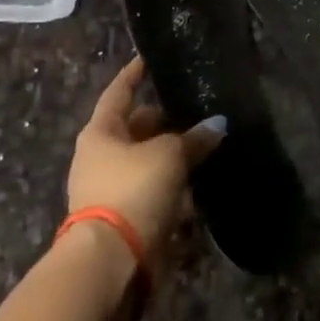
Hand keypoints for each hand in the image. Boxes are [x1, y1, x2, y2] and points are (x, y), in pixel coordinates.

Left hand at [68, 56, 225, 257]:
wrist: (112, 262)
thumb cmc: (133, 190)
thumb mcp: (169, 156)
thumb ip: (194, 139)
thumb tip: (218, 125)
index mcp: (101, 133)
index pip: (119, 92)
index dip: (135, 74)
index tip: (149, 58)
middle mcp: (102, 158)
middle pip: (137, 130)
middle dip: (166, 122)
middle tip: (196, 110)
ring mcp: (112, 191)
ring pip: (149, 164)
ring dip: (174, 158)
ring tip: (208, 146)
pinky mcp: (127, 220)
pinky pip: (156, 195)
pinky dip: (177, 191)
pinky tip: (203, 186)